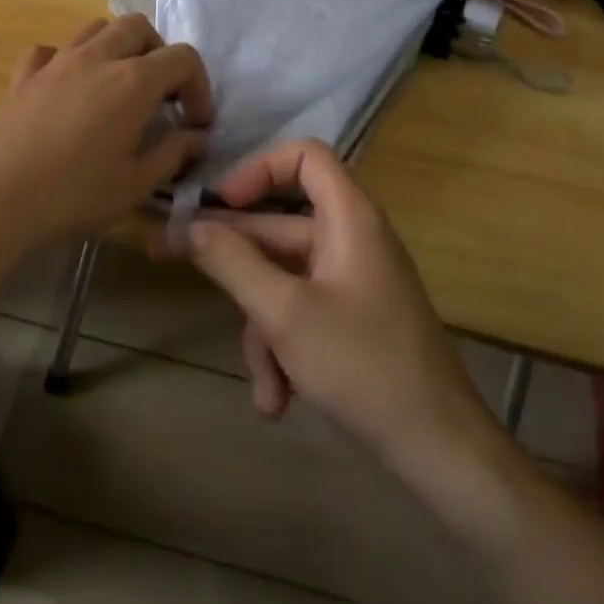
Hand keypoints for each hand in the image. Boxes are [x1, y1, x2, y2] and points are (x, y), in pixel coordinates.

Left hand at [0, 14, 212, 258]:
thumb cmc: (74, 195)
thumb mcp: (137, 184)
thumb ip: (173, 153)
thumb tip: (196, 137)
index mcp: (133, 81)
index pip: (183, 58)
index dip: (199, 87)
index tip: (195, 124)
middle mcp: (97, 58)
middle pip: (139, 28)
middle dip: (159, 55)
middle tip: (160, 96)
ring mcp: (56, 62)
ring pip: (96, 29)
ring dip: (117, 48)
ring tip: (119, 87)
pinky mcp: (24, 76)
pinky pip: (51, 50)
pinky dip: (67, 60)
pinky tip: (68, 89)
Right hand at [178, 139, 492, 476]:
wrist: (439, 446)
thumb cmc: (362, 365)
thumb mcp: (285, 313)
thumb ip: (233, 262)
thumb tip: (190, 226)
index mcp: (348, 218)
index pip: (304, 157)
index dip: (257, 169)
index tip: (217, 204)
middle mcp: (350, 239)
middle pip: (278, 226)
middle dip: (230, 261)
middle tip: (164, 258)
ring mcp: (351, 281)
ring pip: (283, 281)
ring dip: (263, 331)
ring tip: (265, 387)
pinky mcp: (351, 318)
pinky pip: (302, 313)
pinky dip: (285, 350)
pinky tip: (277, 400)